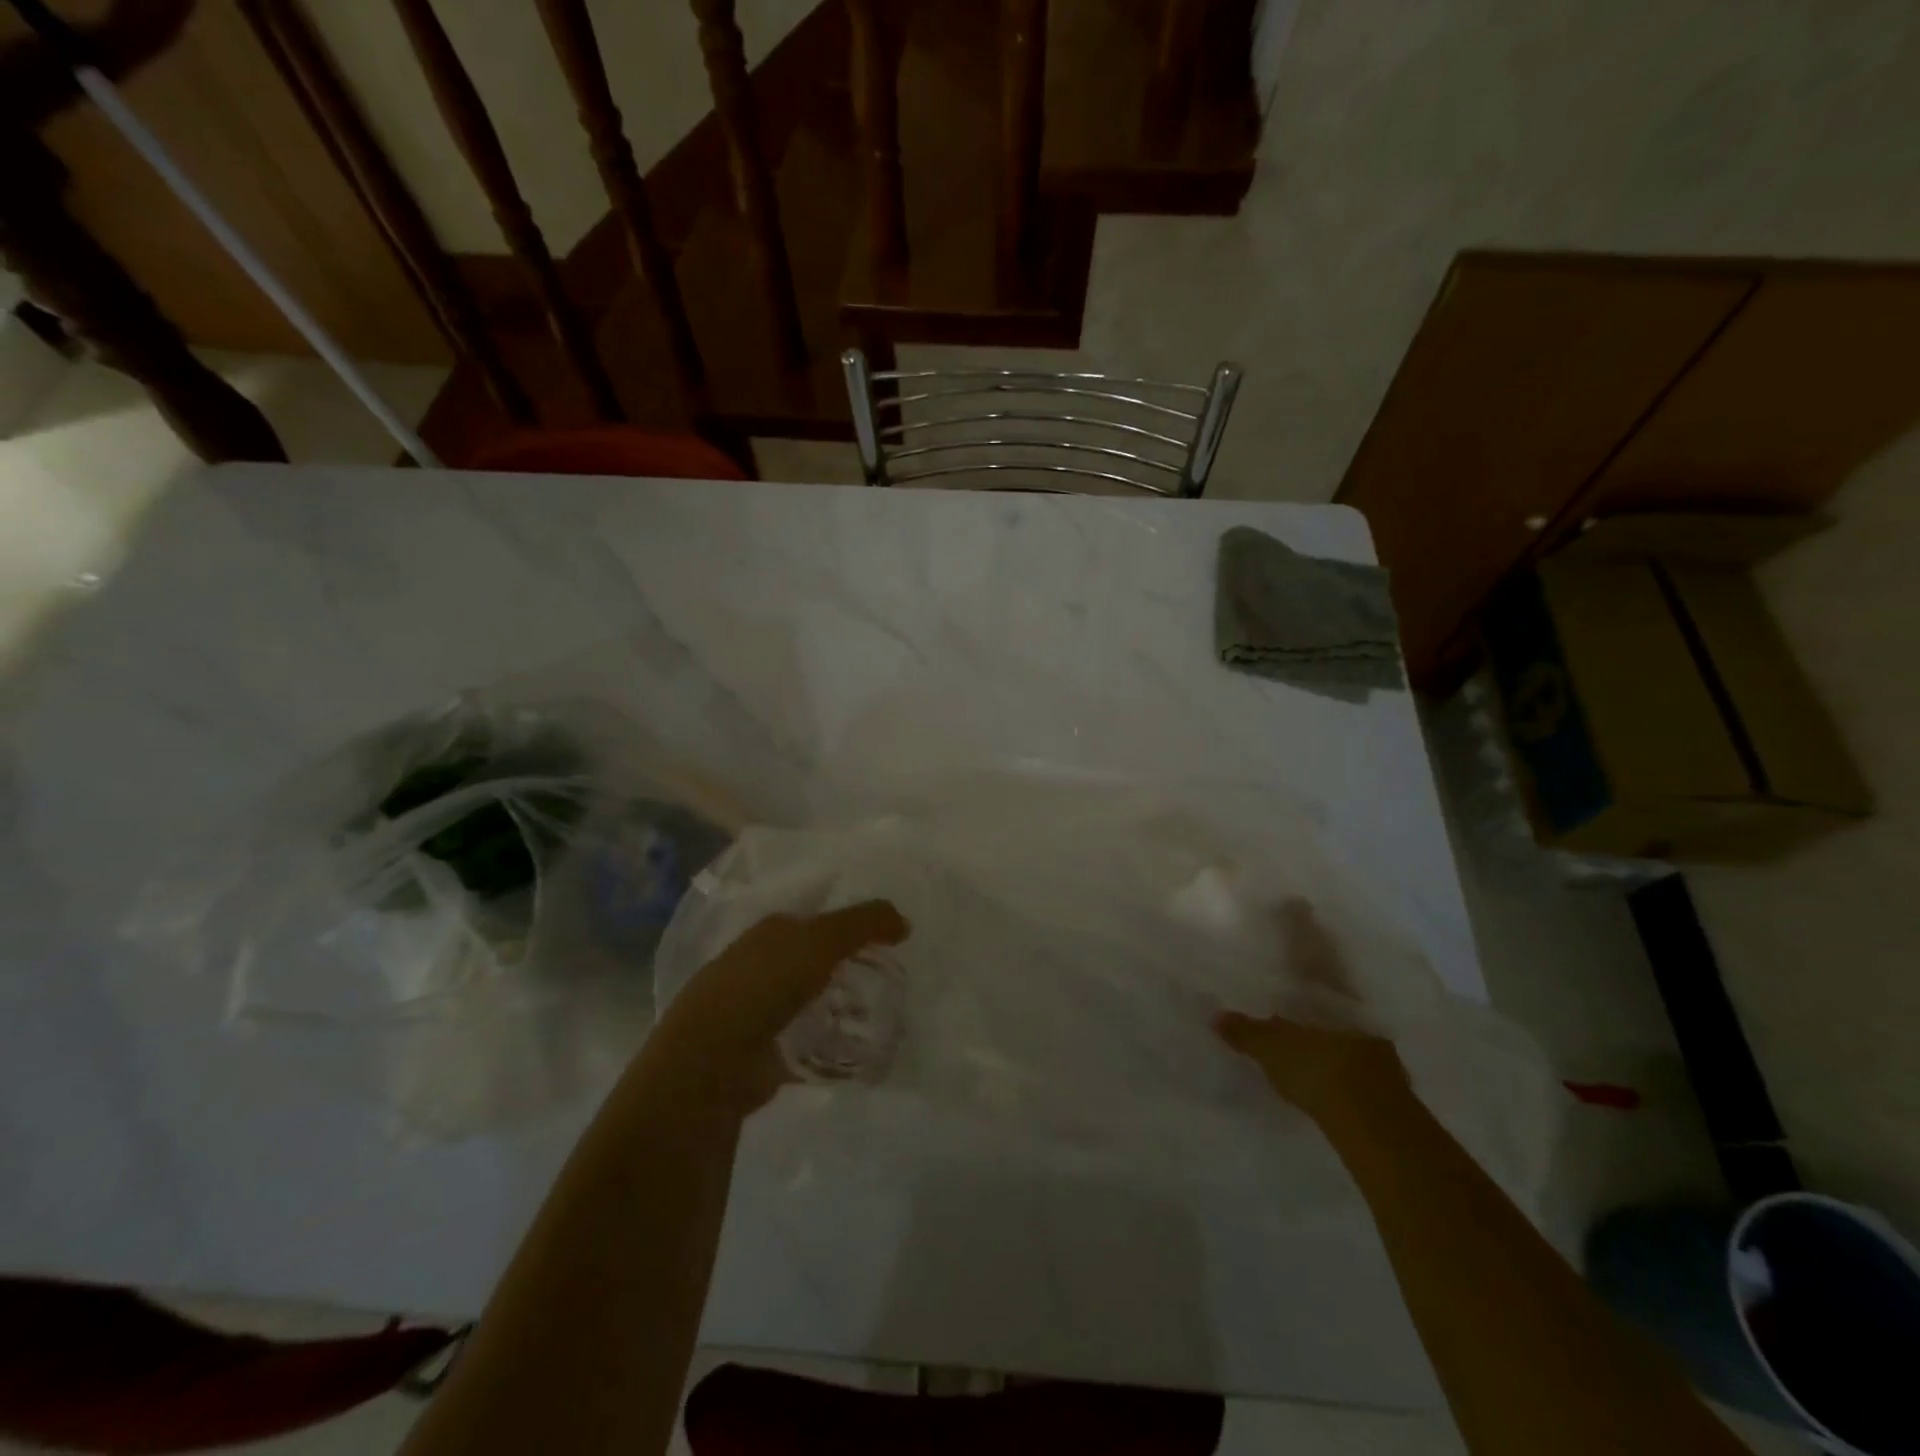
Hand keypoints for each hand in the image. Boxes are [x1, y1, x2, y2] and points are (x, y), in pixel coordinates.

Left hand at [643, 901, 910, 1116]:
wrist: (713, 1060)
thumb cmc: (764, 985)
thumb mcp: (821, 940)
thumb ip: (865, 923)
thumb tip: (904, 921)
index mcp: (770, 931)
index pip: (816, 918)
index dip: (851, 922)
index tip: (889, 935)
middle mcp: (761, 965)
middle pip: (814, 960)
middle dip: (848, 967)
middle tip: (892, 976)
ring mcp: (758, 1011)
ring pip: (811, 1001)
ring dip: (841, 1007)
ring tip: (883, 1015)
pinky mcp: (763, 1053)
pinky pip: (807, 1044)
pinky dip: (830, 1047)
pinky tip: (859, 1052)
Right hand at [1215, 901, 1407, 1127]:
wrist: (1375, 1124)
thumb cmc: (1319, 1069)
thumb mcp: (1272, 1047)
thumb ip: (1245, 1030)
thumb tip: (1216, 1016)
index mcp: (1329, 986)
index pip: (1312, 945)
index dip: (1302, 925)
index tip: (1296, 904)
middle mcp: (1354, 1001)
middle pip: (1333, 972)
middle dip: (1318, 960)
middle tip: (1297, 948)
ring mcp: (1370, 1034)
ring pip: (1344, 1003)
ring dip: (1327, 997)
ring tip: (1304, 995)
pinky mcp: (1377, 1066)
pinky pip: (1349, 1035)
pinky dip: (1334, 1031)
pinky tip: (1322, 1038)